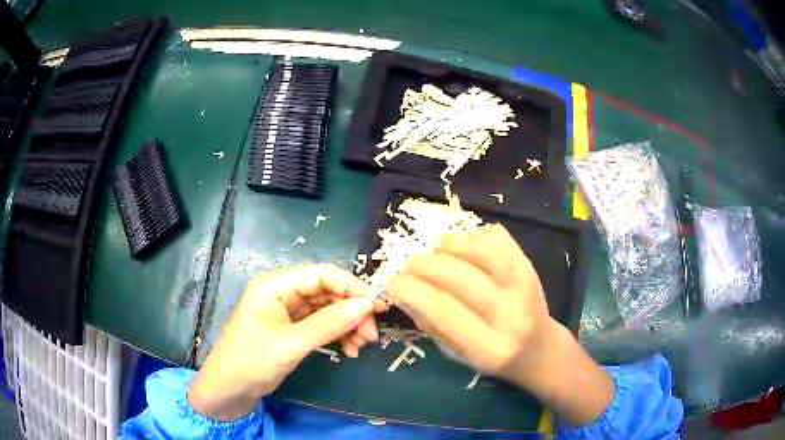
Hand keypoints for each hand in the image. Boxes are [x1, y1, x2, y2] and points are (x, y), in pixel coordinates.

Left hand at [188, 265, 386, 420]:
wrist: (228, 391)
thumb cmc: (252, 362)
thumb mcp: (291, 344)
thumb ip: (329, 324)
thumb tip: (366, 305)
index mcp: (275, 285)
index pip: (322, 275)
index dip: (352, 287)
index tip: (377, 307)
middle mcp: (282, 292)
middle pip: (327, 292)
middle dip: (351, 312)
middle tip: (371, 336)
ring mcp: (287, 311)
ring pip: (327, 310)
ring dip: (347, 326)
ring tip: (361, 347)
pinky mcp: (291, 329)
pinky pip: (321, 325)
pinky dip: (336, 336)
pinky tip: (348, 351)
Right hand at [387, 224, 612, 425]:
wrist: (539, 349)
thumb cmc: (492, 357)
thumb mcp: (456, 354)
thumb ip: (430, 324)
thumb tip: (401, 291)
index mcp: (488, 347)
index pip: (443, 310)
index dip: (411, 291)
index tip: (391, 282)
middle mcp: (511, 315)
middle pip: (462, 278)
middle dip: (425, 265)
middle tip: (408, 264)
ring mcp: (526, 286)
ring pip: (484, 251)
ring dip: (451, 244)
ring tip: (434, 249)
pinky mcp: (531, 267)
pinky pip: (500, 239)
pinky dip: (476, 235)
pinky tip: (463, 246)